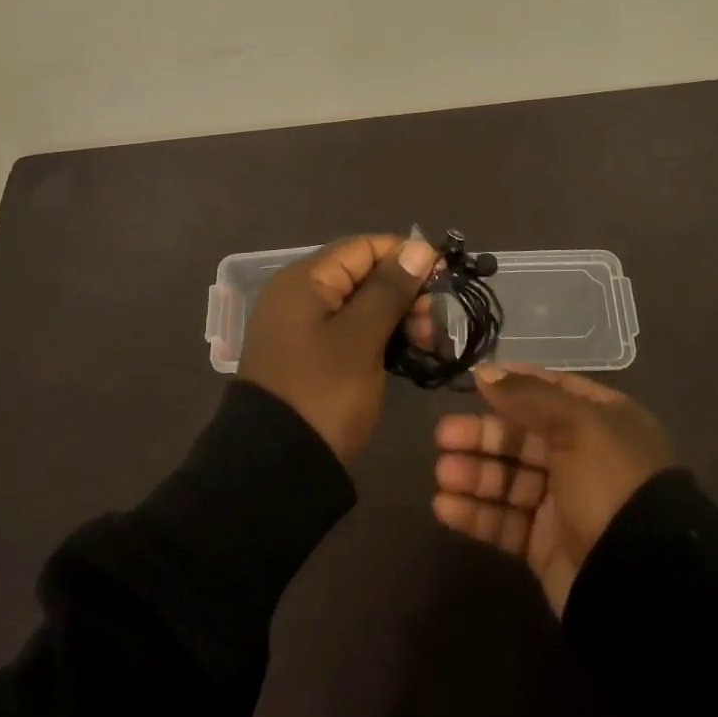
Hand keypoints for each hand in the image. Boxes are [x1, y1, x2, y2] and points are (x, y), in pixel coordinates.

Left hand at [239, 234, 439, 464]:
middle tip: (436, 322)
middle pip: (363, 275)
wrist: (274, 470)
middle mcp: (301, 295)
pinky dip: (381, 337)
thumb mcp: (361, 338)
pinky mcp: (311, 357)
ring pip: (362, 306)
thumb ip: (390, 289)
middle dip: (405, 291)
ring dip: (398, 317)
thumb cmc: (322, 393)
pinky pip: (352, 332)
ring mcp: (304, 328)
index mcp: (306, 280)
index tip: (444, 277)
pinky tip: (409, 353)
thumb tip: (420, 246)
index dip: (406, 255)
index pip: (364, 247)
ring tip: (429, 342)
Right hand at [432, 364, 674, 613]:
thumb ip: (528, 396)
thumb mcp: (578, 425)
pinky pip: (504, 522)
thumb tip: (485, 372)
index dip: (513, 385)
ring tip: (442, 474)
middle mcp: (582, 457)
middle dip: (482, 435)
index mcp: (601, 421)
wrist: (643, 582)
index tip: (474, 382)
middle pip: (521, 437)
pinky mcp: (544, 545)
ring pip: (508, 479)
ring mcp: (563, 503)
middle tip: (443, 436)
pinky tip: (445, 507)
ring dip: (473, 474)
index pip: (551, 391)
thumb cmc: (613, 483)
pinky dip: (475, 514)